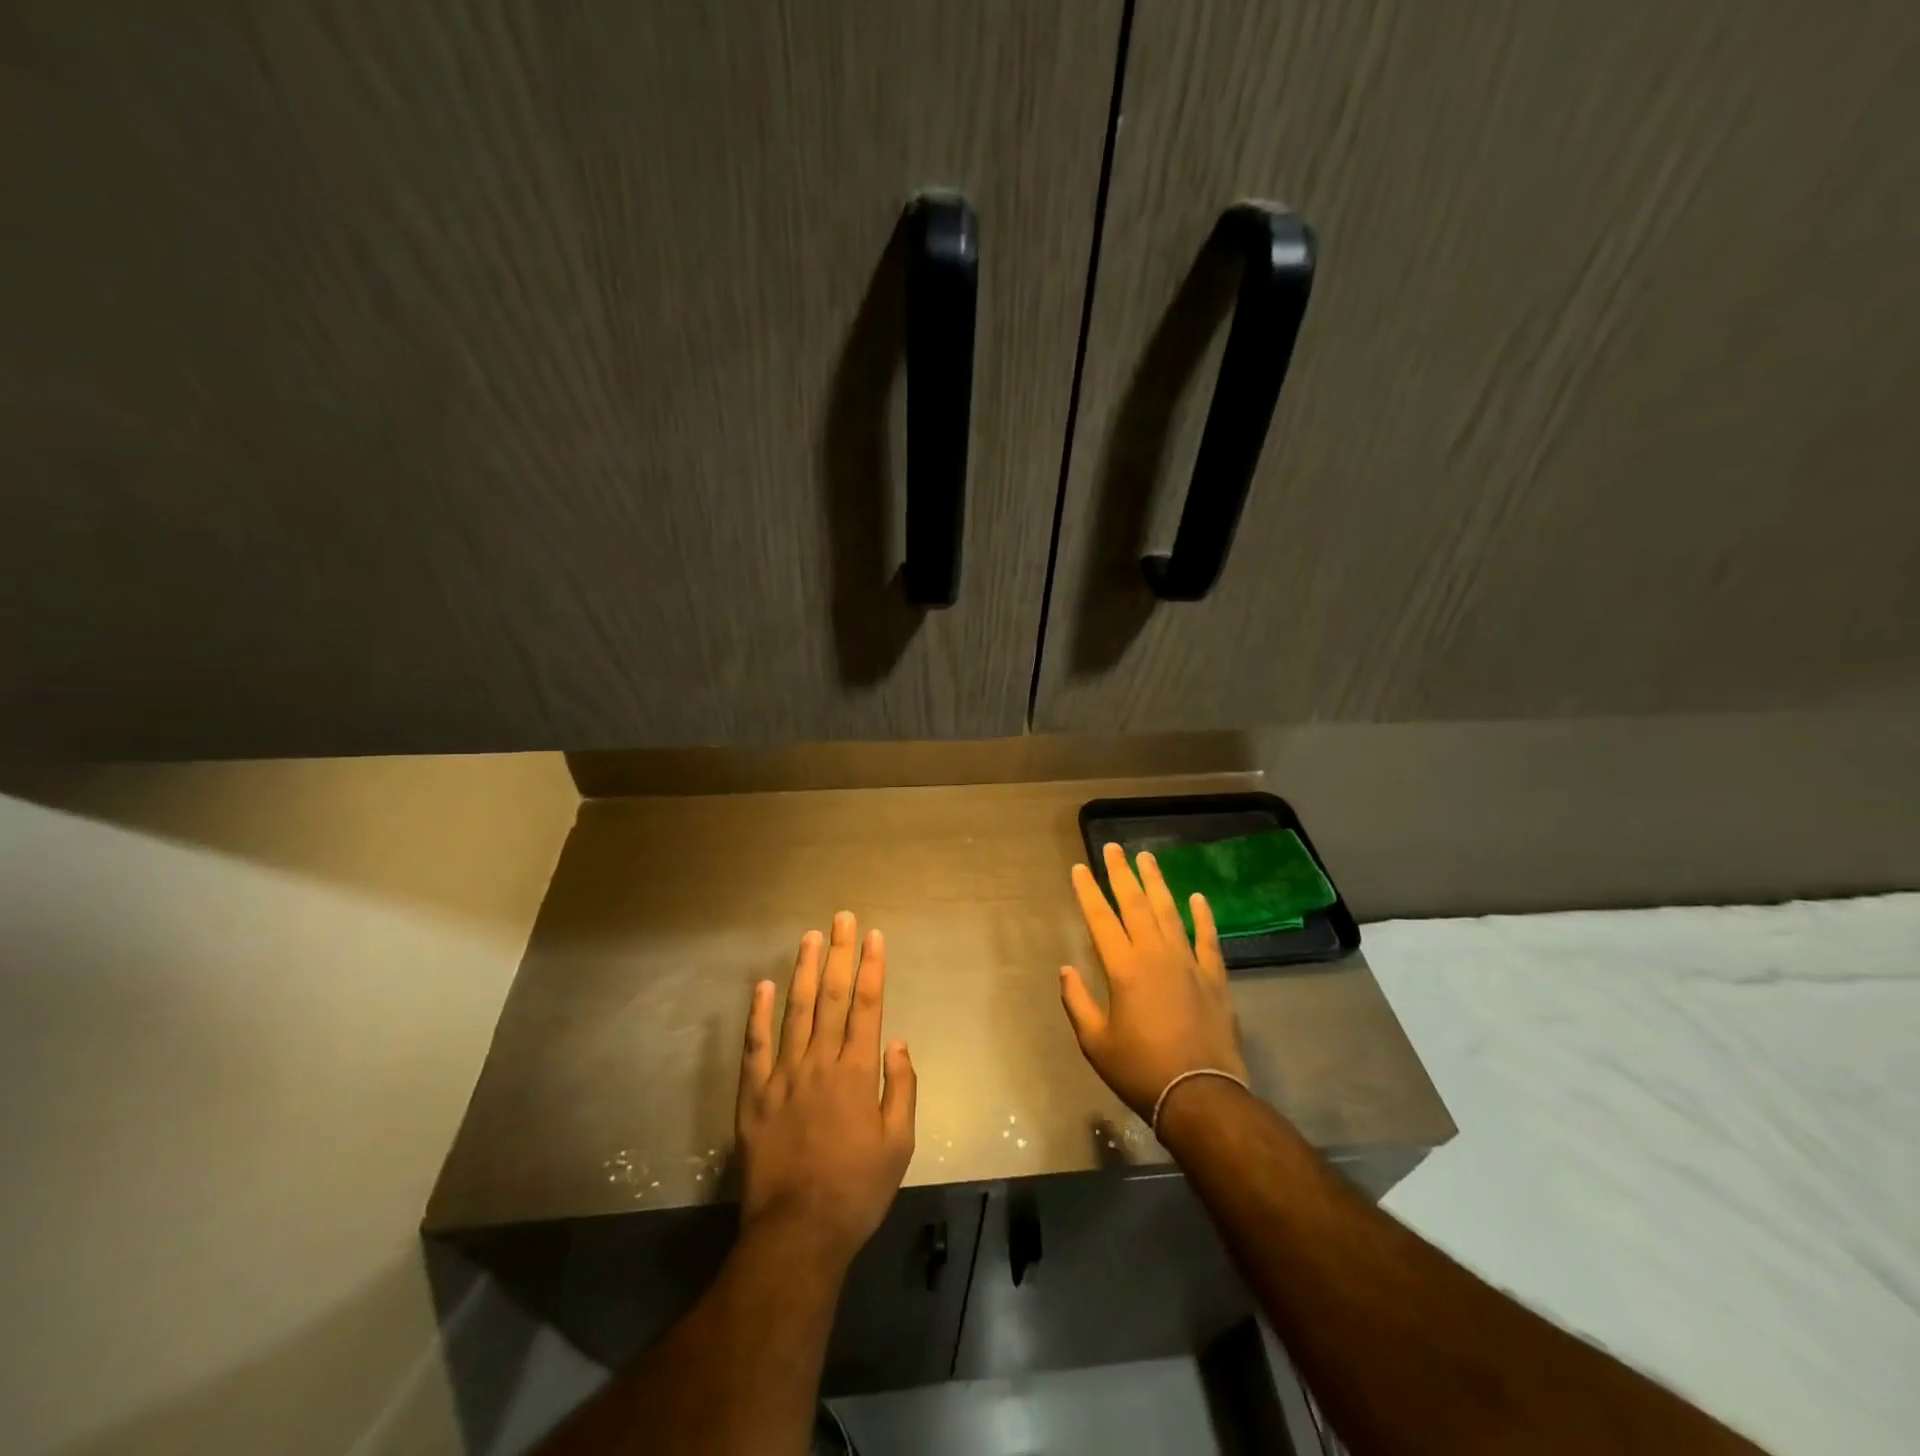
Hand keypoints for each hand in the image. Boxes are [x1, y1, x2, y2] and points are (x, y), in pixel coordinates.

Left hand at [737, 911, 916, 1272]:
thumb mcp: (899, 1145)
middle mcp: (819, 1064)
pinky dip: (757, 1015)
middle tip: (841, 919)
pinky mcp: (753, 1096)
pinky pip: (754, 1047)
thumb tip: (897, 1042)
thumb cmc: (857, 1190)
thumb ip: (901, 1088)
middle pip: (833, 998)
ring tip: (809, 938)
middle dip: (840, 954)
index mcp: (857, 1073)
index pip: (867, 1006)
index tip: (874, 936)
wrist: (797, 1234)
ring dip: (804, 972)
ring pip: (795, 1012)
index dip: (872, 967)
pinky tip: (761, 986)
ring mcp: (782, 1077)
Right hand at [1060, 842, 1246, 1120]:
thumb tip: (1065, 970)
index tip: (1080, 868)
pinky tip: (1197, 897)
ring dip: (1157, 883)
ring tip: (1147, 859)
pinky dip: (1202, 916)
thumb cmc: (1140, 1070)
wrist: (1200, 1095)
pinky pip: (1207, 938)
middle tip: (1113, 848)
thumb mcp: (1095, 1042)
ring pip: (1170, 912)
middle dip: (1121, 874)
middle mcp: (1155, 955)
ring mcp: (1188, 962)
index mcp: (1123, 968)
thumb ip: (1077, 1002)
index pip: (1100, 918)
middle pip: (1136, 904)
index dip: (1089, 891)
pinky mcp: (1213, 977)